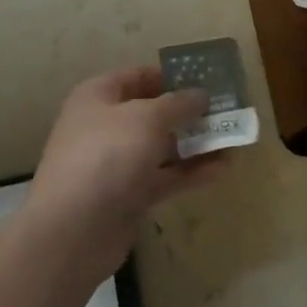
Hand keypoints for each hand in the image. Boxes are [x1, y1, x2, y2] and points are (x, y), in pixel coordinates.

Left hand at [24, 67, 220, 274]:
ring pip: (161, 147)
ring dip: (194, 144)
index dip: (171, 76)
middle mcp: (105, 125)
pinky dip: (189, 173)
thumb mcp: (146, 118)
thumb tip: (200, 94)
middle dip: (188, 113)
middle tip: (226, 111)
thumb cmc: (107, 156)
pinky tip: (222, 169)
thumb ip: (178, 104)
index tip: (207, 79)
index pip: (138, 76)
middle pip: (152, 113)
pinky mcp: (127, 196)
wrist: (73, 229)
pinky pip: (163, 177)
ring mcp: (115, 163)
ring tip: (233, 141)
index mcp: (98, 97)